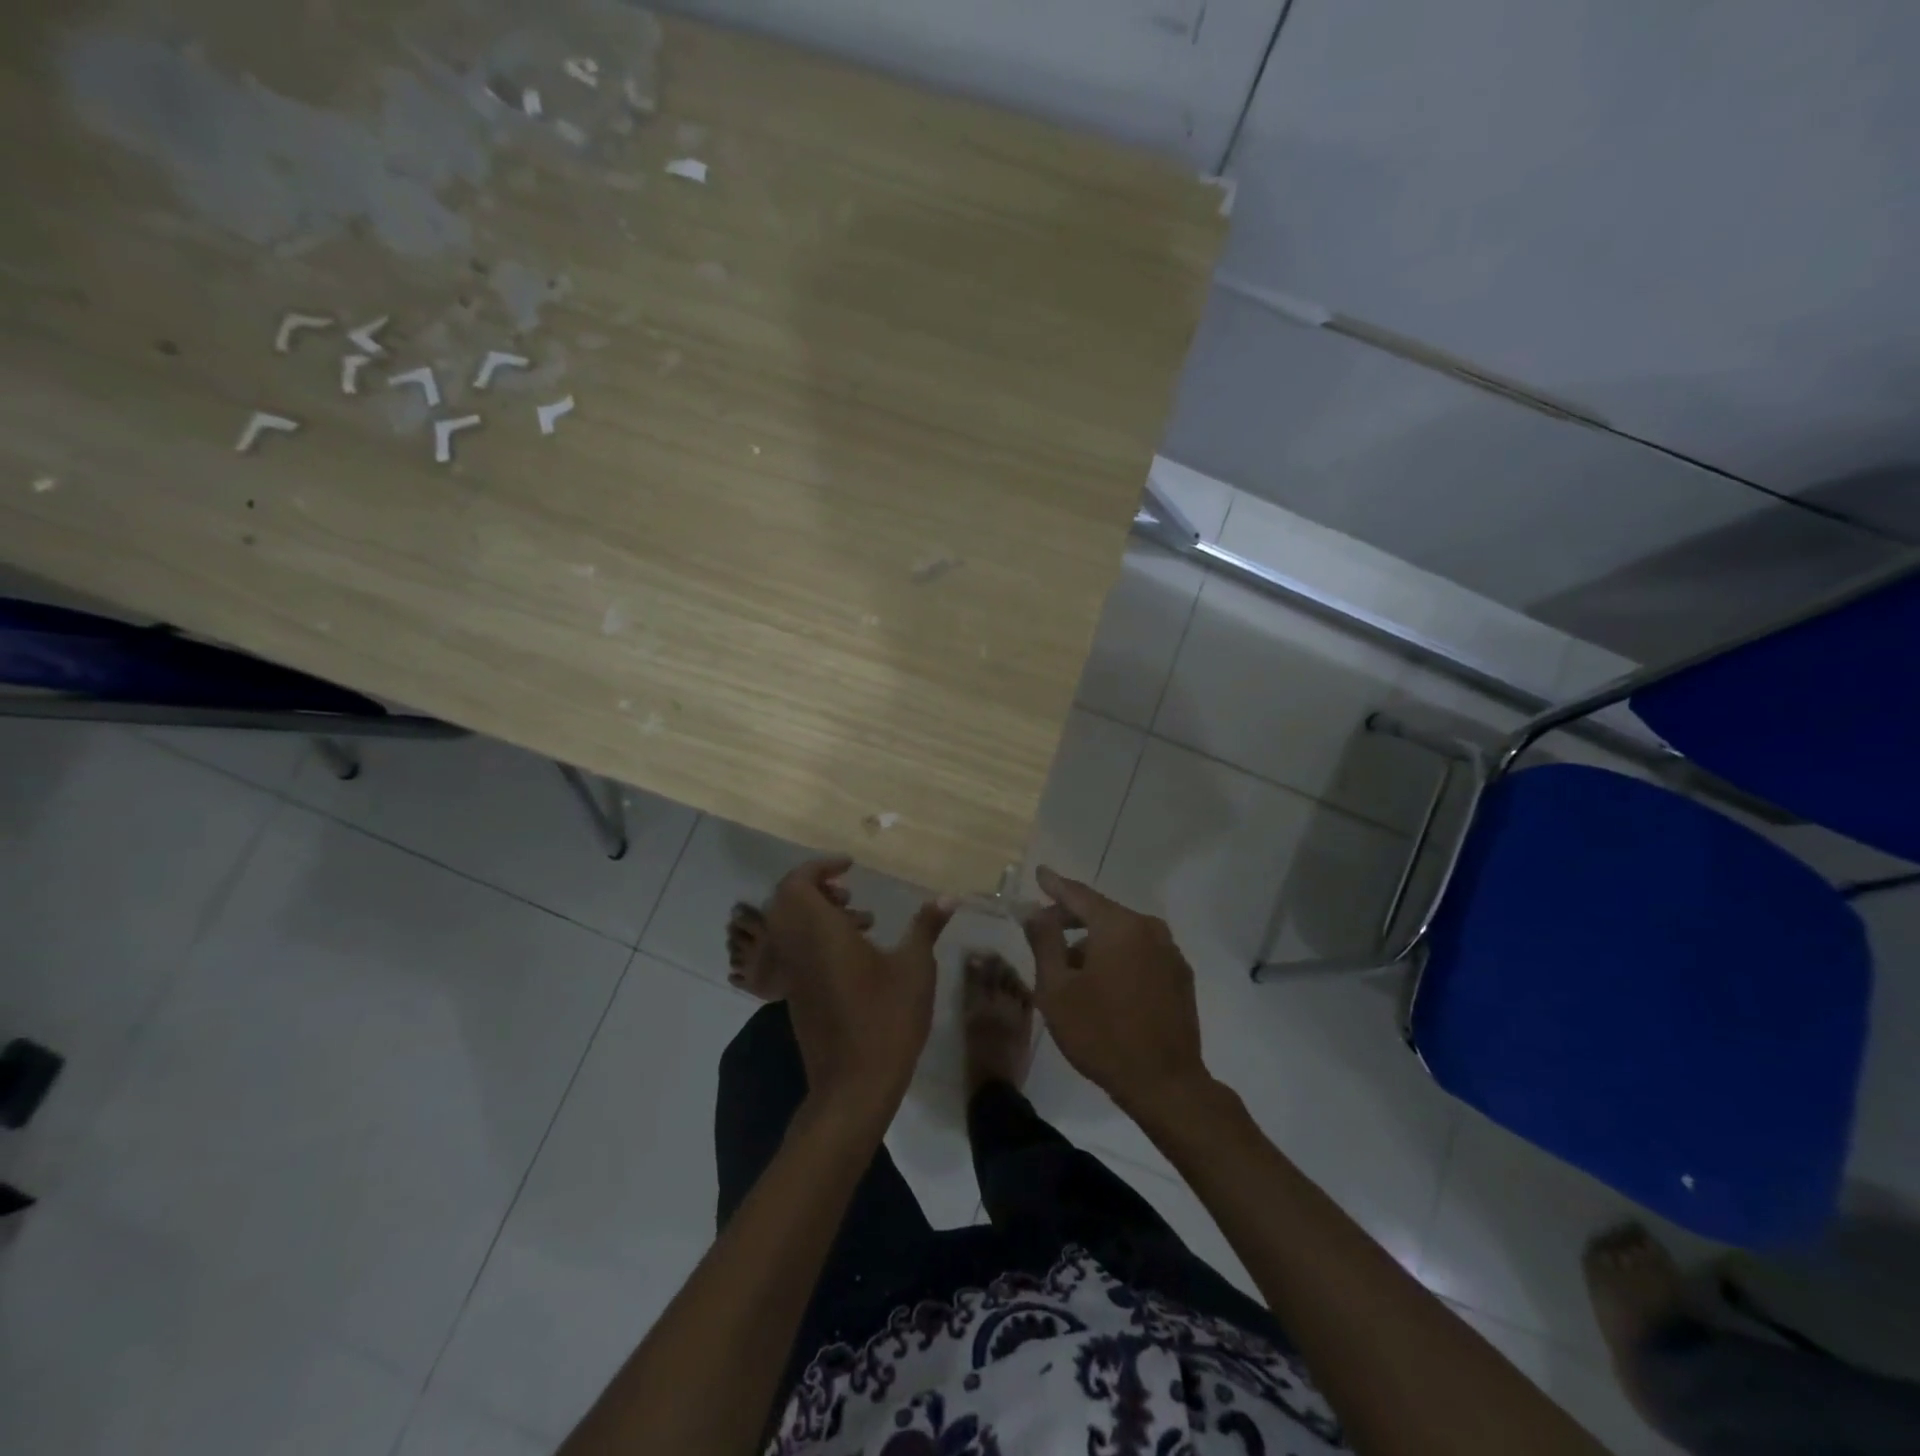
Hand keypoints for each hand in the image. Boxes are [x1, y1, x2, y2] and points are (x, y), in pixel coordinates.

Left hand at [761, 857, 955, 1125]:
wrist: (852, 1087)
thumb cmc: (886, 1019)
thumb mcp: (915, 968)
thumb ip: (926, 926)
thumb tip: (948, 896)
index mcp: (819, 932)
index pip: (797, 883)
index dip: (819, 867)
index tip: (851, 866)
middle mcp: (798, 948)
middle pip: (787, 902)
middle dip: (816, 888)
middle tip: (850, 891)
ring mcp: (793, 975)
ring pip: (791, 928)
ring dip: (820, 914)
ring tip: (864, 920)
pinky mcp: (797, 996)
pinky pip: (797, 951)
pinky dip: (819, 940)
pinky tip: (859, 956)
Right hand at [1023, 866, 1210, 1117]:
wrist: (1165, 1084)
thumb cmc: (1101, 1034)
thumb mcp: (1057, 989)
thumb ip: (1044, 942)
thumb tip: (1035, 910)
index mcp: (1119, 926)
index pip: (1080, 895)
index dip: (1055, 885)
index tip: (1040, 872)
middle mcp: (1150, 929)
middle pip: (1102, 914)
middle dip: (1072, 920)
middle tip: (1044, 930)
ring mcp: (1170, 953)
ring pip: (1122, 936)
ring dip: (1095, 945)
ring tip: (1071, 971)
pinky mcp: (1180, 977)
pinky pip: (1140, 955)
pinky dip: (1118, 959)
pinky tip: (1104, 986)